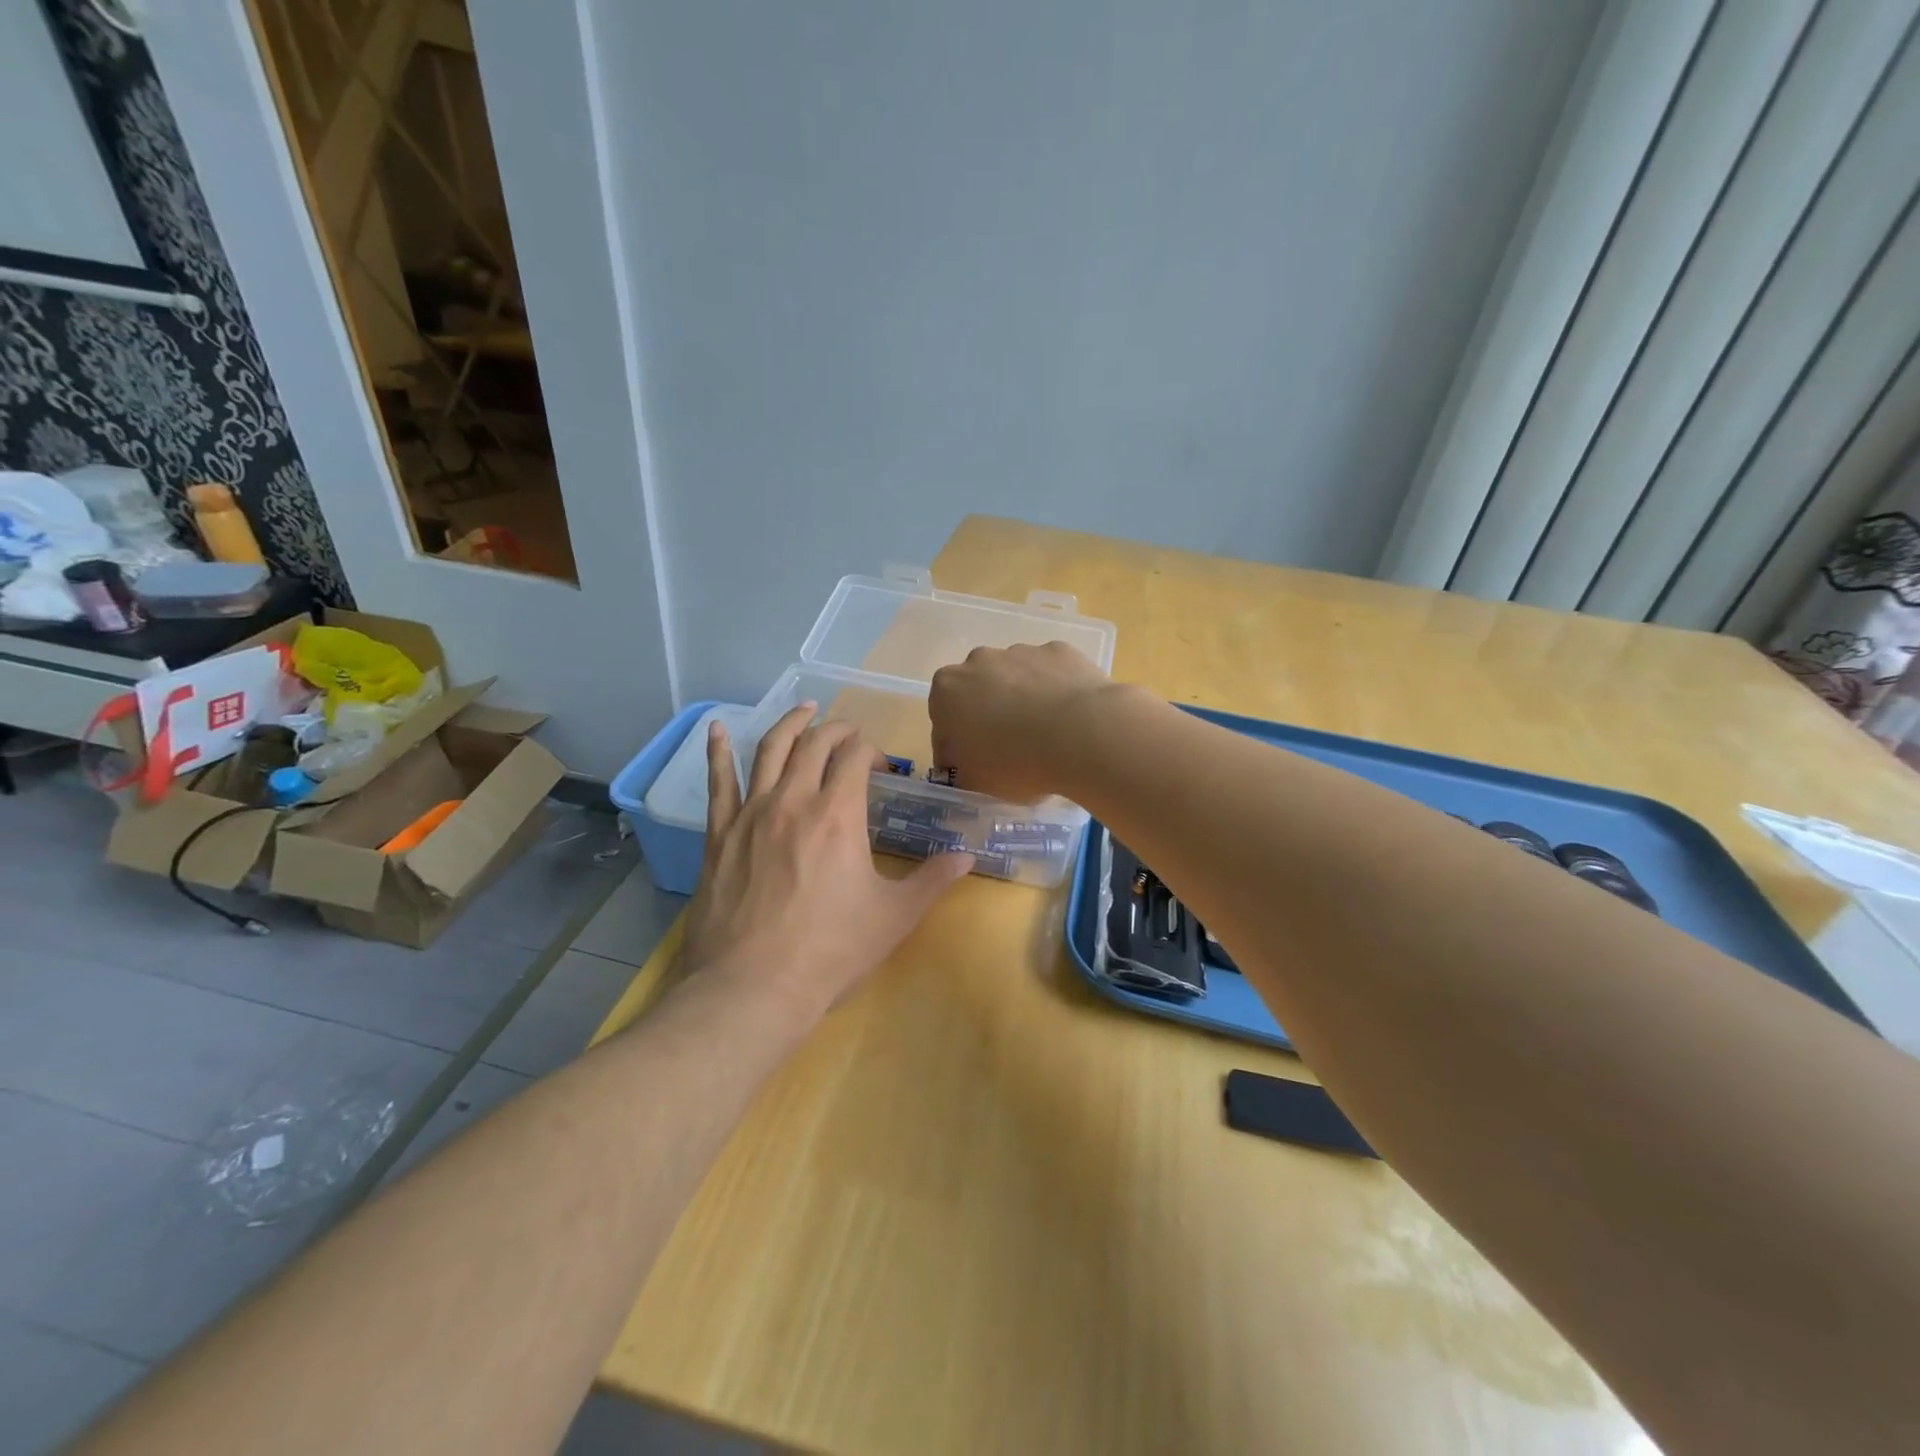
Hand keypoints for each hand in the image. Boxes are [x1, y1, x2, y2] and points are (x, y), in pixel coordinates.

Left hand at [678, 705, 973, 1020]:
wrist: (751, 989)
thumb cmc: (830, 952)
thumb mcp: (894, 917)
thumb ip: (932, 880)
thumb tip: (967, 855)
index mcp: (838, 814)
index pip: (855, 756)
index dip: (872, 752)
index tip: (882, 770)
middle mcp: (793, 800)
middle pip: (815, 743)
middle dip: (838, 731)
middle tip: (851, 736)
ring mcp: (751, 814)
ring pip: (769, 749)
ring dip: (790, 724)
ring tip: (804, 710)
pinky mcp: (720, 834)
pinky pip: (718, 782)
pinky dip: (717, 750)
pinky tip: (716, 728)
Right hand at [928, 641, 1121, 802]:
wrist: (1081, 735)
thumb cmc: (1015, 763)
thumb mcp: (974, 784)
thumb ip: (959, 773)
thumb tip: (962, 770)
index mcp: (946, 691)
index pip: (943, 723)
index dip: (957, 750)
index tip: (975, 770)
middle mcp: (978, 661)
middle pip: (978, 693)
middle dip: (989, 716)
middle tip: (1010, 751)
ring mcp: (1021, 651)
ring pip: (1016, 680)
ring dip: (1024, 701)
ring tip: (1046, 736)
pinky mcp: (1059, 651)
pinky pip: (1051, 674)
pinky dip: (1056, 692)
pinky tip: (1070, 720)